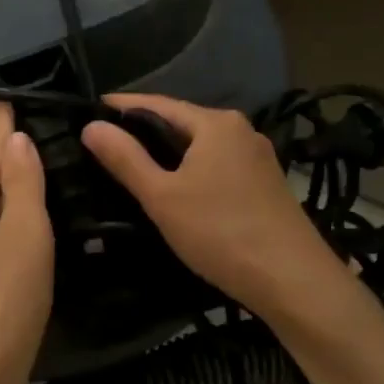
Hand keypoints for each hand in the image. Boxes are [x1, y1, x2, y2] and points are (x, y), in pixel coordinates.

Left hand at [0, 103, 53, 383]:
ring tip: (36, 191)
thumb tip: (14, 140)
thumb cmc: (5, 301)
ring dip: (6, 203)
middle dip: (4, 166)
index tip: (3, 100)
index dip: (0, 129)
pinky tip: (20, 245)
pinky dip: (2, 235)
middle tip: (36, 145)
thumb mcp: (25, 234)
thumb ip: (22, 184)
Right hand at [82, 93, 341, 321]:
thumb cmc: (220, 232)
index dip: (122, 106)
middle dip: (145, 129)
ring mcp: (257, 157)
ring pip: (201, 146)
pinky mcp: (265, 183)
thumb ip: (125, 159)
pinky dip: (191, 169)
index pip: (157, 103)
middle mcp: (240, 130)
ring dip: (169, 152)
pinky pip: (217, 164)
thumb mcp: (162, 196)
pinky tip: (176, 187)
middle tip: (105, 141)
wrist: (293, 280)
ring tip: (133, 164)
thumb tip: (90, 125)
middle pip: (182, 122)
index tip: (91, 108)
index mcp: (215, 123)